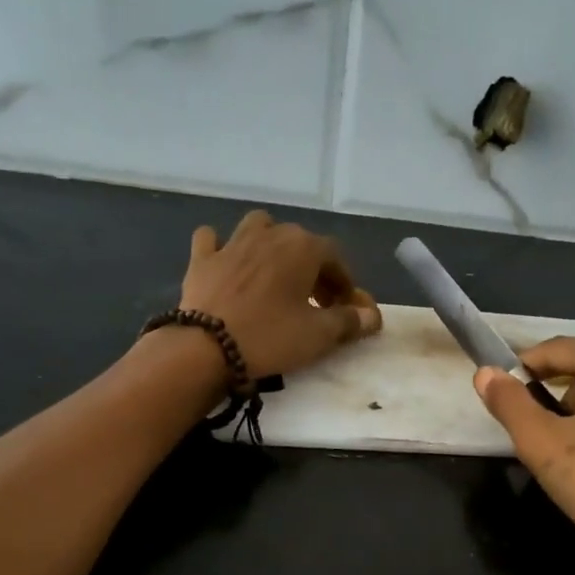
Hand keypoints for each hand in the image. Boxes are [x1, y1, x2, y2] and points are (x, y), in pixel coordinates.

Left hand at [178, 211, 381, 378]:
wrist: (207, 346)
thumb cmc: (271, 337)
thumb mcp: (319, 335)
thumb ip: (350, 322)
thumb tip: (372, 316)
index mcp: (303, 247)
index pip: (335, 258)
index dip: (344, 283)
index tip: (344, 309)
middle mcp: (270, 234)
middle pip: (301, 243)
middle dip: (313, 268)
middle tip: (316, 302)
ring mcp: (232, 242)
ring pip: (259, 227)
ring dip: (271, 244)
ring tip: (275, 273)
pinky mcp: (202, 258)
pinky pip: (213, 239)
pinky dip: (222, 247)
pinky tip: (227, 263)